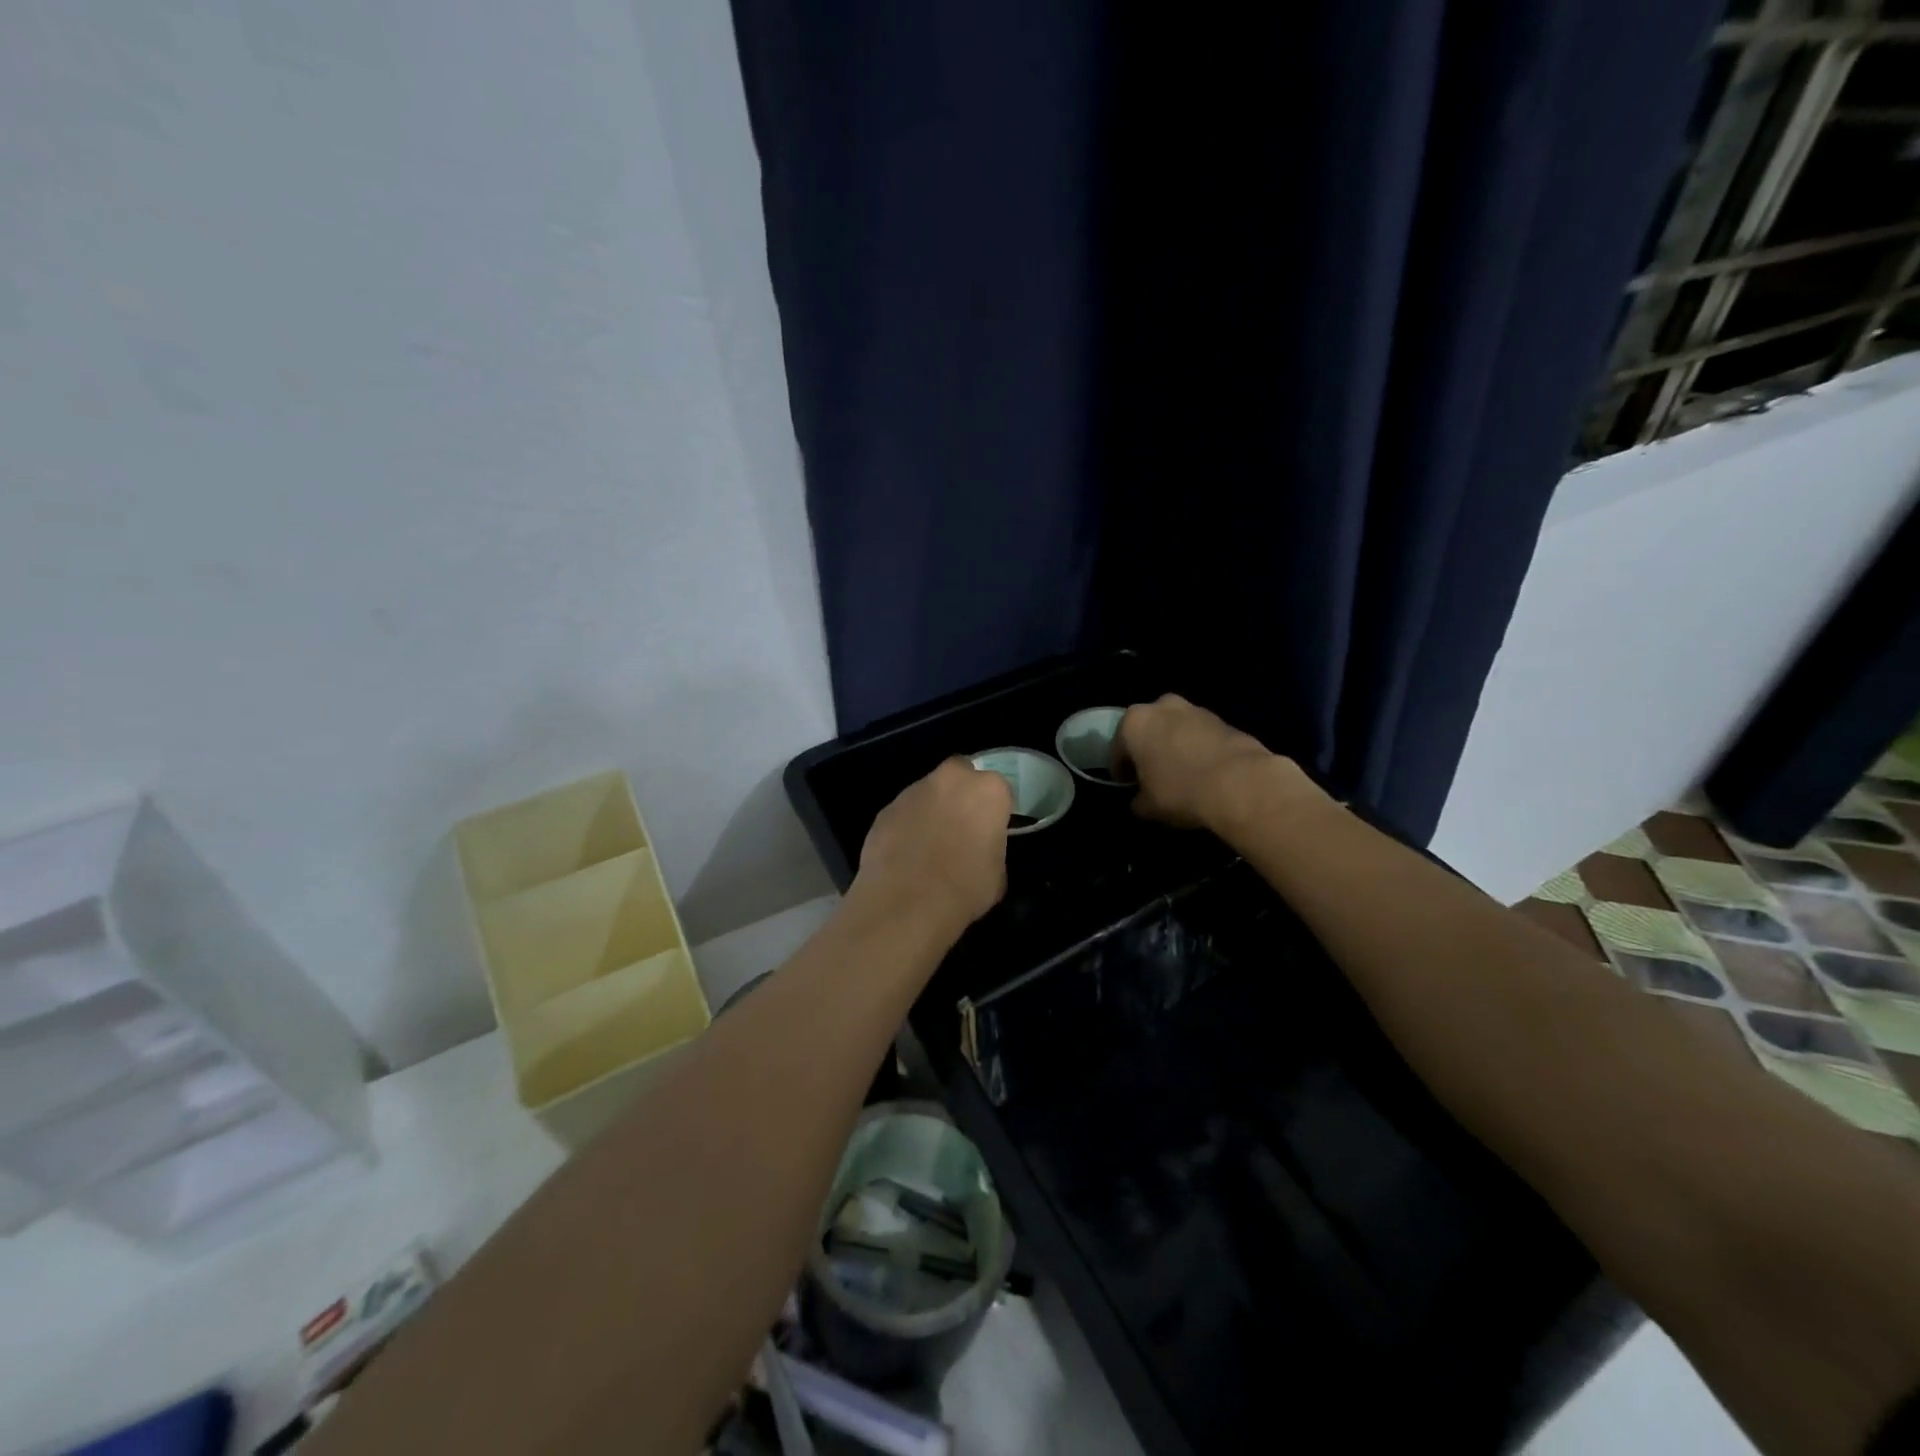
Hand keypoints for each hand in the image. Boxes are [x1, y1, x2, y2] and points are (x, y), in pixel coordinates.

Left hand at [852, 758, 1012, 932]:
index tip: (991, 831)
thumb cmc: (964, 889)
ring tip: (929, 844)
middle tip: (962, 825)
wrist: (906, 904)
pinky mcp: (885, 809)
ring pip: (928, 791)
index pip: (999, 790)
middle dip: (962, 793)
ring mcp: (913, 791)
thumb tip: (980, 850)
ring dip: (932, 808)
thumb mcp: (997, 875)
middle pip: (960, 774)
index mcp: (987, 790)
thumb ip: (992, 848)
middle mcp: (950, 780)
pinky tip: (905, 854)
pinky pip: (904, 813)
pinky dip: (907, 825)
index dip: (995, 811)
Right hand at [1117, 694, 1307, 829]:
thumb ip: (1137, 801)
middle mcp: (1162, 707)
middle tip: (1152, 775)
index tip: (1127, 785)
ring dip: (1173, 746)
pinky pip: (1200, 735)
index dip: (1121, 770)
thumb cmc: (1180, 791)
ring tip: (1181, 774)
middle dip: (1148, 749)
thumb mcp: (1148, 806)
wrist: (1239, 783)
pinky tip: (1204, 772)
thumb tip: (1139, 802)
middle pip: (1148, 729)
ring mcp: (1195, 710)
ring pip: (1175, 729)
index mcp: (1135, 722)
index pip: (1117, 748)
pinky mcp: (1224, 720)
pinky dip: (1197, 749)